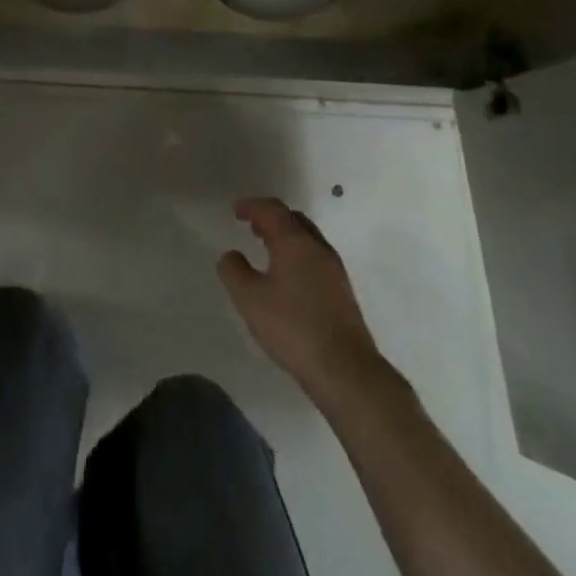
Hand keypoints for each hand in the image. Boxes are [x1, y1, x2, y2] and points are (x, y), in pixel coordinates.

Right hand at [218, 197, 395, 404]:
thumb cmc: (292, 327)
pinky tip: (287, 276)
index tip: (235, 210)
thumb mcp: (249, 298)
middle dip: (271, 217)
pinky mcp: (342, 292)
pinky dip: (297, 254)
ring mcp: (334, 270)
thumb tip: (231, 254)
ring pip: (307, 239)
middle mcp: (318, 248)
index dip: (252, 206)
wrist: (345, 369)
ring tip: (266, 248)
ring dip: (285, 236)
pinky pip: (315, 258)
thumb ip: (234, 270)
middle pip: (294, 219)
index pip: (273, 210)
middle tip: (251, 225)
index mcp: (295, 242)